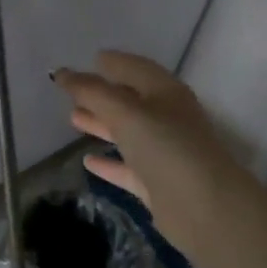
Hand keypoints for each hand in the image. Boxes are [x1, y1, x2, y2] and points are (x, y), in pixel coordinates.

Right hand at [52, 52, 248, 250]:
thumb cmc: (166, 147)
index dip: (113, 62)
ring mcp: (163, 152)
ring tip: (72, 118)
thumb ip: (92, 91)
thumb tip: (61, 72)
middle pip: (130, 100)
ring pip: (127, 132)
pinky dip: (109, 162)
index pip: (136, 68)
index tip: (89, 59)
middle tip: (71, 92)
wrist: (204, 208)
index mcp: (166, 92)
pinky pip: (128, 167)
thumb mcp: (125, 112)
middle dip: (102, 94)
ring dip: (101, 124)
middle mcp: (167, 118)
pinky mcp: (157, 183)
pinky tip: (88, 161)